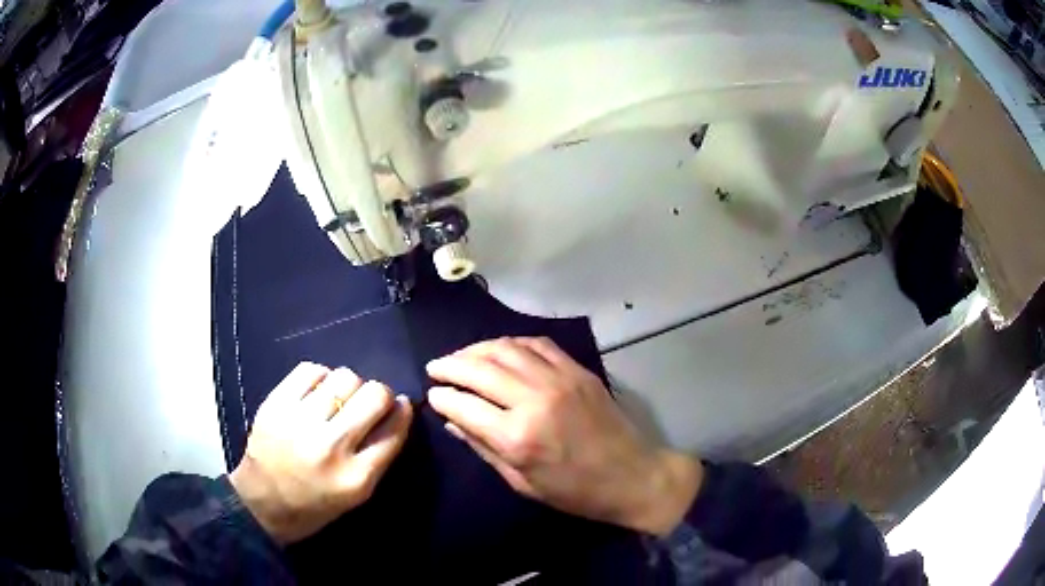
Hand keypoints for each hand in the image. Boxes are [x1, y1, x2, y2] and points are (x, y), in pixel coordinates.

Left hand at [229, 363, 412, 543]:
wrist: (263, 502)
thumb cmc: (316, 504)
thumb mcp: (358, 493)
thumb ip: (381, 453)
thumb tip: (398, 408)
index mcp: (355, 477)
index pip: (394, 429)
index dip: (402, 410)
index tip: (400, 405)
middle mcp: (330, 447)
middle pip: (373, 396)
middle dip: (379, 394)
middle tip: (368, 402)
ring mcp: (300, 422)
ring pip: (344, 377)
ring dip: (349, 385)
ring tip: (338, 398)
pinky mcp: (276, 404)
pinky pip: (311, 370)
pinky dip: (321, 376)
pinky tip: (316, 392)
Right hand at [426, 338, 701, 535]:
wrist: (633, 476)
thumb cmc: (575, 491)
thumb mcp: (522, 482)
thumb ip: (483, 447)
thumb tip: (452, 420)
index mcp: (517, 436)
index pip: (463, 404)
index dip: (441, 396)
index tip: (432, 394)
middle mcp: (534, 399)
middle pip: (479, 369)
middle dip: (449, 365)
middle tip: (435, 367)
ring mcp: (559, 378)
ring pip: (505, 349)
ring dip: (476, 349)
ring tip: (461, 357)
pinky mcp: (577, 369)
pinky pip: (536, 344)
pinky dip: (511, 343)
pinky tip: (499, 351)